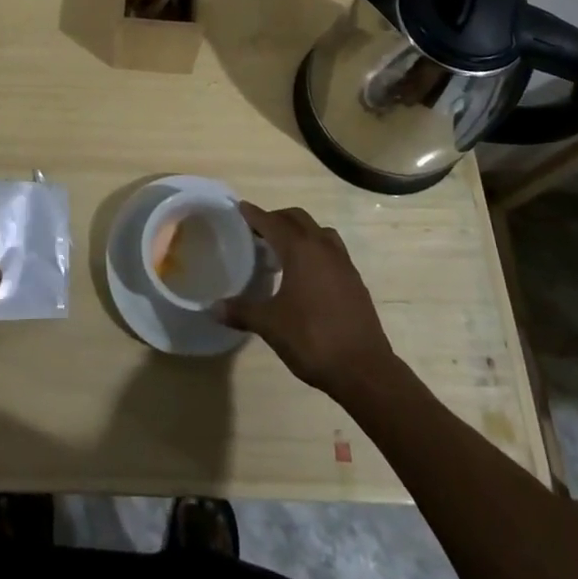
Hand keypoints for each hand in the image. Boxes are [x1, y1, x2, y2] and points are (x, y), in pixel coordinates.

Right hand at [219, 203, 394, 400]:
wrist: (365, 369)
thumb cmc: (313, 339)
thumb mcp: (271, 325)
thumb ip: (242, 311)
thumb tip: (213, 307)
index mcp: (301, 250)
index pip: (273, 222)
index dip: (255, 215)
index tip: (241, 208)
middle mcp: (323, 247)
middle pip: (298, 219)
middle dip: (277, 219)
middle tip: (258, 231)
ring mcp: (343, 263)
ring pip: (319, 232)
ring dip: (300, 232)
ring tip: (284, 249)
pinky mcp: (354, 281)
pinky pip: (332, 250)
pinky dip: (316, 250)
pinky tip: (307, 274)